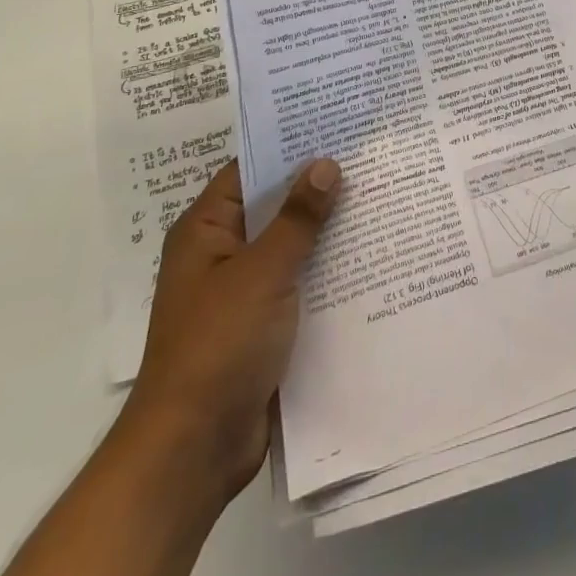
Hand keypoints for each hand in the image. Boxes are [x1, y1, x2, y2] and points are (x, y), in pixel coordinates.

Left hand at [120, 156, 342, 505]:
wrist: (193, 450)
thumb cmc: (218, 346)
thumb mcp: (261, 272)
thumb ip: (297, 218)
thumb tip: (325, 163)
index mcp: (206, 230)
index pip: (250, 169)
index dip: (289, 146)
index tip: (336, 125)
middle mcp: (222, 254)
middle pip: (275, 206)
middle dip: (318, 187)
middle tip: (371, 157)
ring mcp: (243, 291)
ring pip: (292, 246)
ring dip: (328, 230)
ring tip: (382, 197)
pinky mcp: (264, 325)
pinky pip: (300, 283)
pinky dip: (328, 270)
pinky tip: (371, 257)